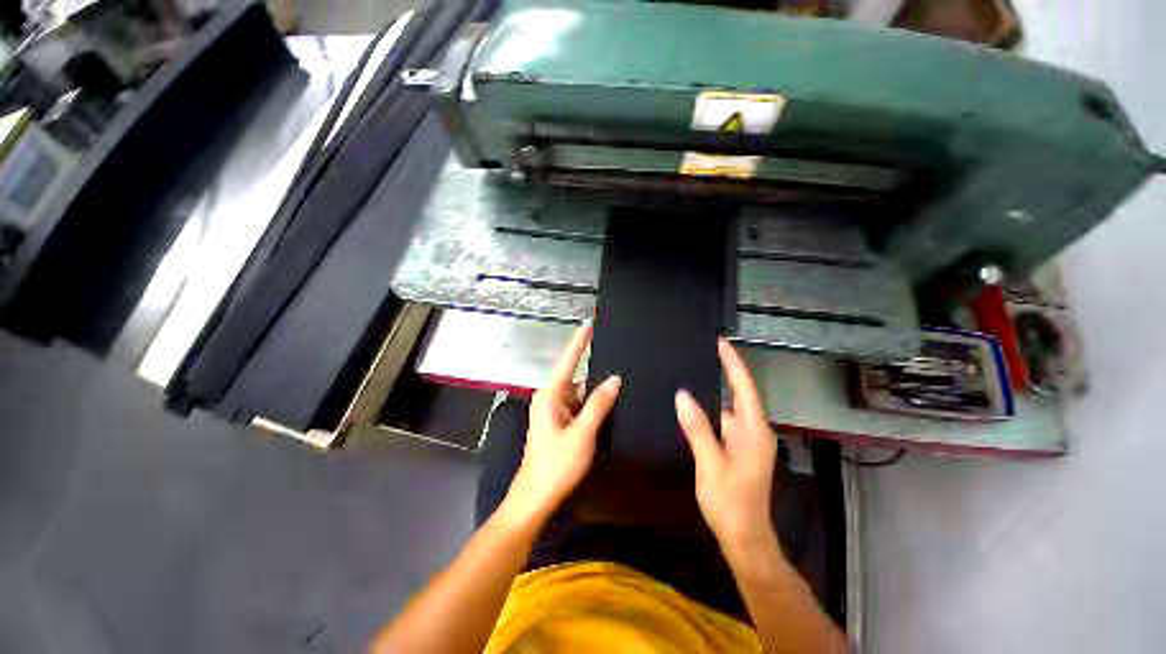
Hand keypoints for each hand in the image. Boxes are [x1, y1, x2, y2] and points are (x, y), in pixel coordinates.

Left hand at [500, 326, 620, 527]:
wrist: (535, 498)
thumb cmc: (557, 464)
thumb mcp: (582, 433)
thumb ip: (599, 404)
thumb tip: (614, 378)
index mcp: (550, 395)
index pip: (568, 361)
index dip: (579, 342)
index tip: (588, 324)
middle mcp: (551, 398)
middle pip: (577, 377)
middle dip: (596, 371)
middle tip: (620, 360)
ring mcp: (554, 412)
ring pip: (580, 394)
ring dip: (596, 392)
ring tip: (621, 383)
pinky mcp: (559, 424)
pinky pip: (579, 407)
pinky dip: (592, 406)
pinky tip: (610, 405)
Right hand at [675, 338, 778, 556]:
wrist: (745, 538)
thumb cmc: (730, 502)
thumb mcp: (710, 462)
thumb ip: (697, 427)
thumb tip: (682, 395)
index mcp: (753, 430)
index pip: (744, 387)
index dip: (733, 363)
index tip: (720, 342)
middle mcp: (753, 431)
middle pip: (737, 395)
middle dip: (721, 374)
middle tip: (698, 355)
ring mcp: (746, 442)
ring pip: (727, 410)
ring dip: (712, 394)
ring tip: (689, 377)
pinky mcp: (738, 451)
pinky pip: (722, 423)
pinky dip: (709, 413)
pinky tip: (692, 409)